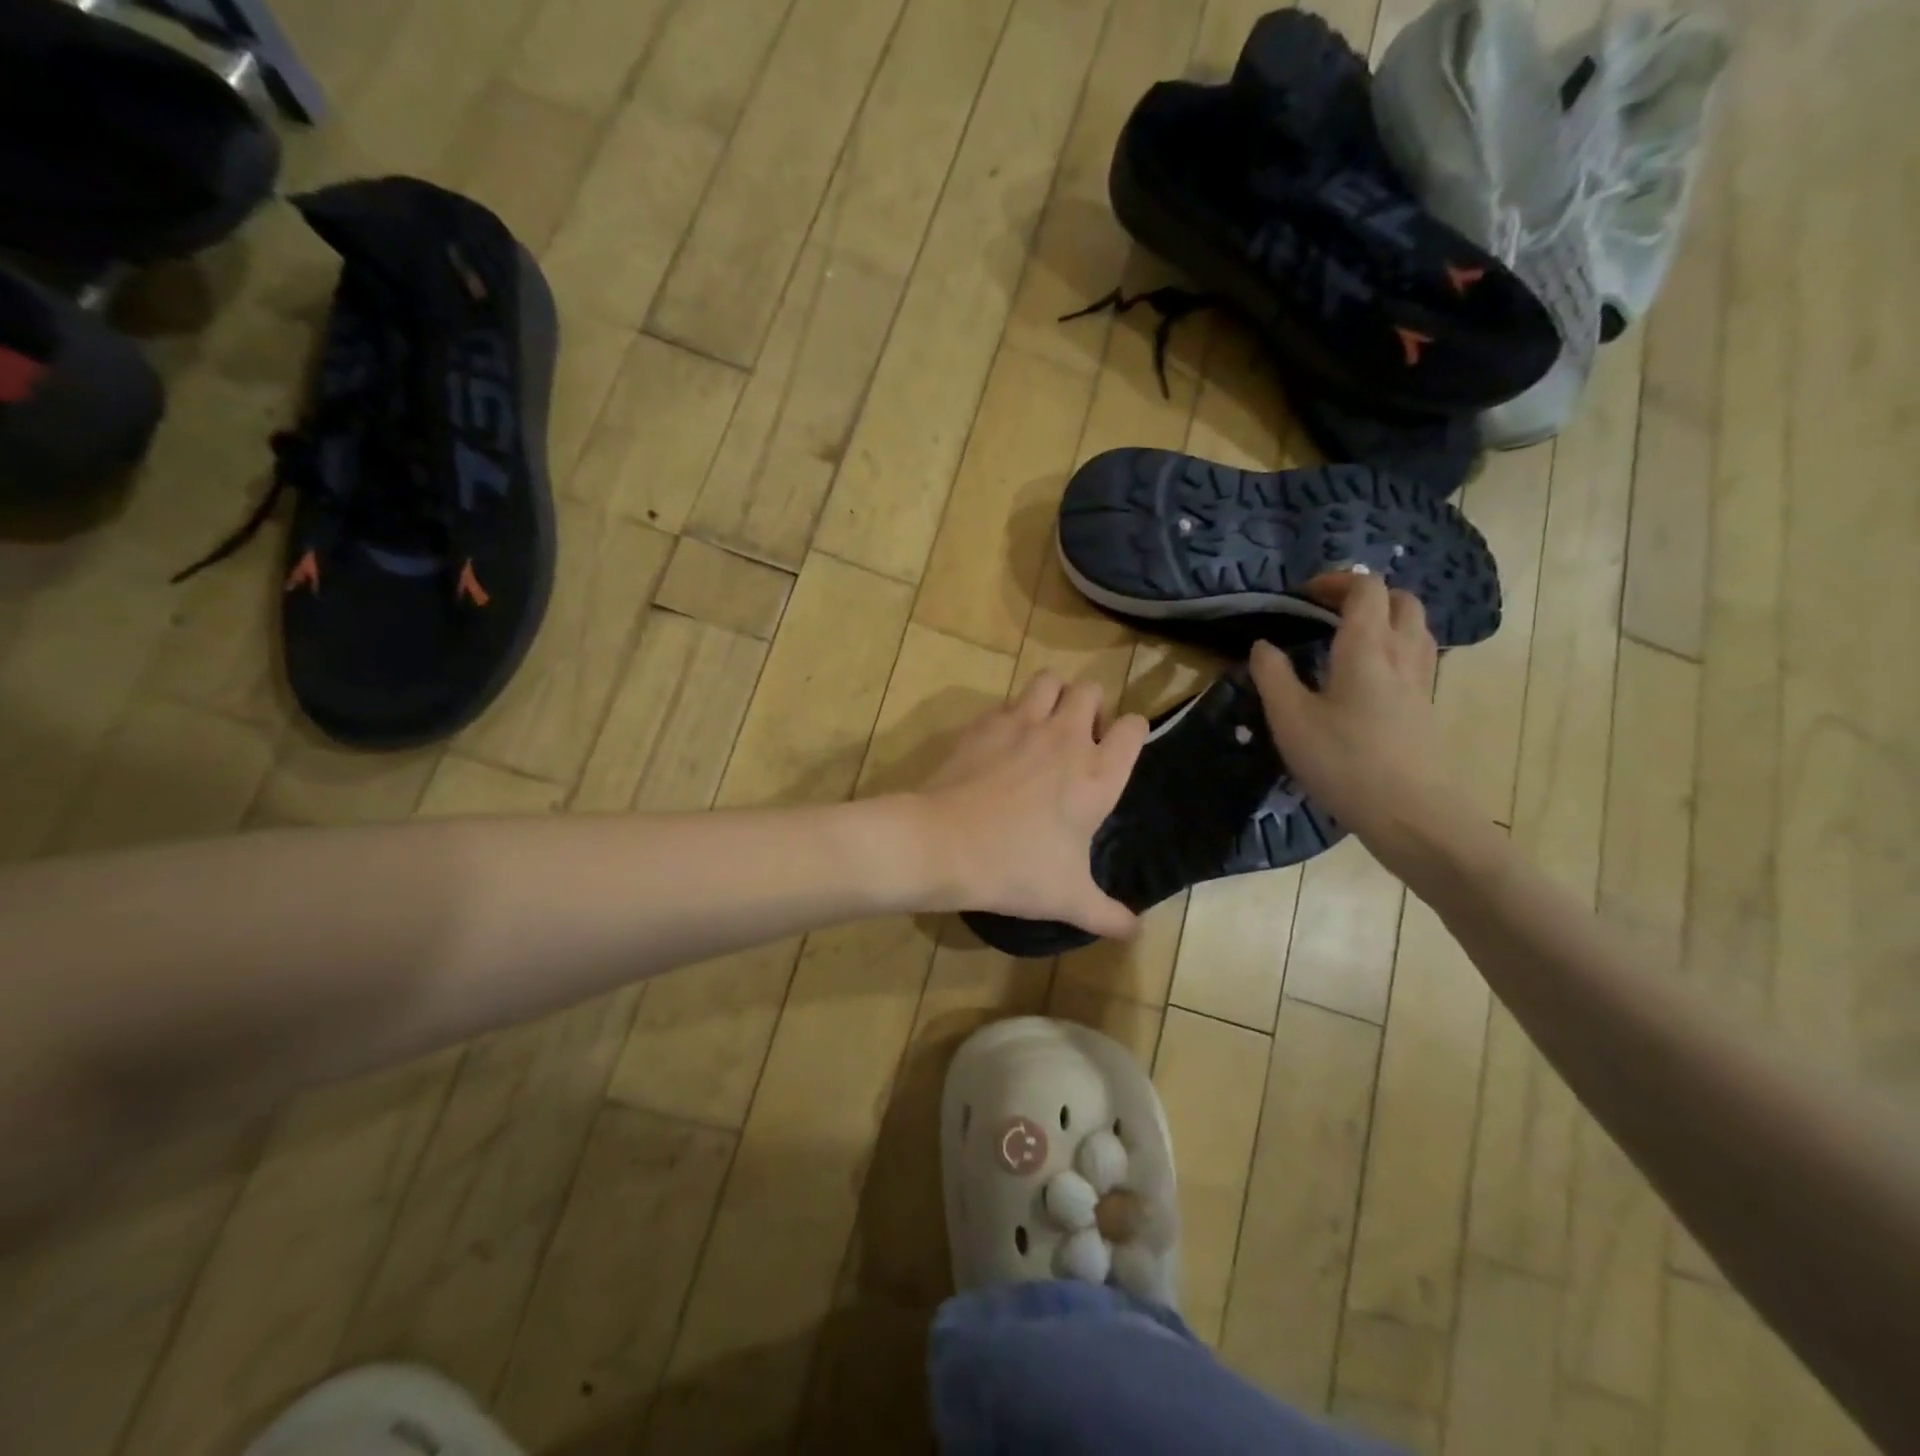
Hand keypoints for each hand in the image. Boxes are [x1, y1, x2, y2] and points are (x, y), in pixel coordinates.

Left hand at [913, 673, 1148, 936]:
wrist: (944, 844)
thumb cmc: (1015, 869)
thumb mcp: (1068, 899)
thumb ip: (1108, 915)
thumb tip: (1135, 932)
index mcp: (1098, 774)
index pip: (1135, 727)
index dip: (1132, 732)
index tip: (1118, 750)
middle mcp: (1066, 737)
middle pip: (1092, 689)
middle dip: (1092, 705)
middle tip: (1079, 738)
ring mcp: (1023, 723)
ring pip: (1050, 680)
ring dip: (1054, 695)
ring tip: (1044, 725)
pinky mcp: (985, 722)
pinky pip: (1008, 701)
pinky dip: (1012, 712)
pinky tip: (1002, 741)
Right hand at [1249, 573, 1455, 861]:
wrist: (1413, 815)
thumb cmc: (1345, 762)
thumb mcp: (1291, 720)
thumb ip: (1272, 676)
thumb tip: (1263, 645)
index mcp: (1367, 646)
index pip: (1365, 589)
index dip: (1336, 582)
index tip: (1303, 595)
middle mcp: (1403, 652)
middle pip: (1400, 600)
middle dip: (1366, 595)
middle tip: (1329, 612)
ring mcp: (1422, 680)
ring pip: (1415, 627)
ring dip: (1385, 619)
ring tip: (1349, 639)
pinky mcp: (1428, 706)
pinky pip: (1417, 656)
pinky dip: (1394, 647)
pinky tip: (1369, 677)